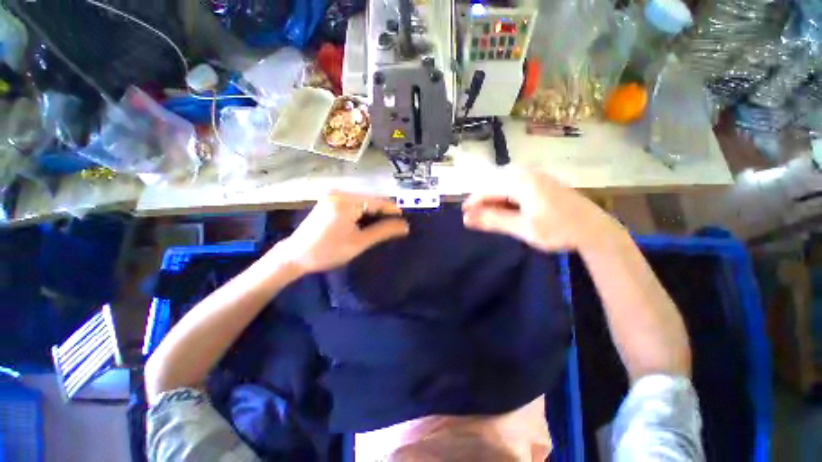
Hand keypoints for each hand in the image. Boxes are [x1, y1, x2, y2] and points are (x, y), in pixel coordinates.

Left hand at [278, 192, 408, 273]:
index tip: (404, 219)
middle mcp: (340, 194)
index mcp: (347, 202)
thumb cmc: (328, 251)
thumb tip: (405, 226)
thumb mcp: (359, 242)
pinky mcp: (329, 201)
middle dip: (383, 212)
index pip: (377, 201)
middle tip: (394, 225)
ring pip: (362, 202)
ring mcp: (333, 196)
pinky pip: (353, 203)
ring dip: (373, 212)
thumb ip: (383, 231)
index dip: (392, 210)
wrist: (296, 256)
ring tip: (383, 225)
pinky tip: (366, 222)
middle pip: (370, 200)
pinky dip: (362, 212)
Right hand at [462, 169, 623, 251]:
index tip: (464, 216)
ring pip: (504, 186)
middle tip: (475, 218)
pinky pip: (515, 187)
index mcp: (521, 182)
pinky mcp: (541, 183)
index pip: (487, 189)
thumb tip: (466, 219)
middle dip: (483, 201)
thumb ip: (493, 221)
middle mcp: (527, 174)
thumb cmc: (558, 230)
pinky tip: (506, 210)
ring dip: (494, 200)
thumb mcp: (522, 228)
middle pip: (495, 185)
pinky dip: (506, 199)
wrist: (595, 230)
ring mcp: (535, 177)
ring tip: (488, 216)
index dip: (473, 203)